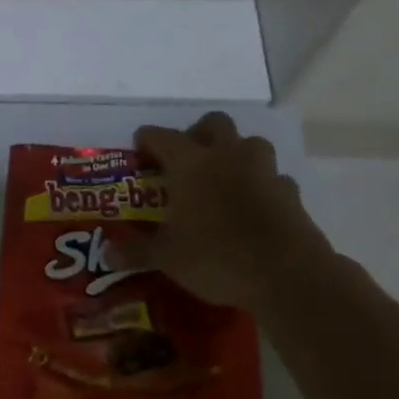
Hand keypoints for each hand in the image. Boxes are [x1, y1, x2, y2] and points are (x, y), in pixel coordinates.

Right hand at [119, 112, 335, 313]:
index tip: (139, 147)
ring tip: (223, 178)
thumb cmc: (217, 258)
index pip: (162, 137)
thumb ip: (136, 250)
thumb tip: (107, 253)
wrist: (289, 275)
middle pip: (214, 123)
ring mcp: (264, 171)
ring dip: (236, 153)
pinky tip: (253, 205)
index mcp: (191, 164)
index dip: (148, 139)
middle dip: (198, 133)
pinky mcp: (291, 193)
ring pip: (250, 143)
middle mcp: (227, 157)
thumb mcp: (167, 258)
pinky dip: (261, 184)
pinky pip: (273, 177)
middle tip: (187, 159)